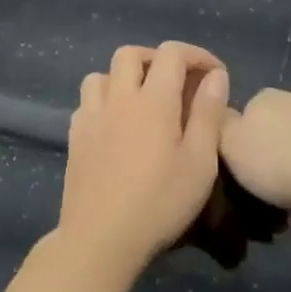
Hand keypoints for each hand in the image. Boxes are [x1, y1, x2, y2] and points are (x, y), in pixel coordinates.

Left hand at [59, 43, 230, 265]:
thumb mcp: (199, 162)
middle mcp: (118, 99)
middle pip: (130, 54)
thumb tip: (215, 76)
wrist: (100, 238)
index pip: (172, 53)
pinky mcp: (75, 138)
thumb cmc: (159, 203)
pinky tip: (116, 126)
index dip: (196, 55)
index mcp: (153, 101)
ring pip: (102, 74)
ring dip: (125, 77)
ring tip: (143, 101)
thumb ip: (208, 114)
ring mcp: (91, 117)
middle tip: (177, 82)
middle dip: (157, 58)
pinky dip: (105, 101)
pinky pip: (87, 102)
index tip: (215, 75)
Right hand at [219, 89, 290, 213]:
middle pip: (289, 132)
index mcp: (271, 99)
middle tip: (279, 198)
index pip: (252, 115)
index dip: (250, 146)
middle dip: (285, 160)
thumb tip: (223, 116)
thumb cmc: (279, 164)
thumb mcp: (229, 147)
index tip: (250, 176)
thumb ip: (220, 128)